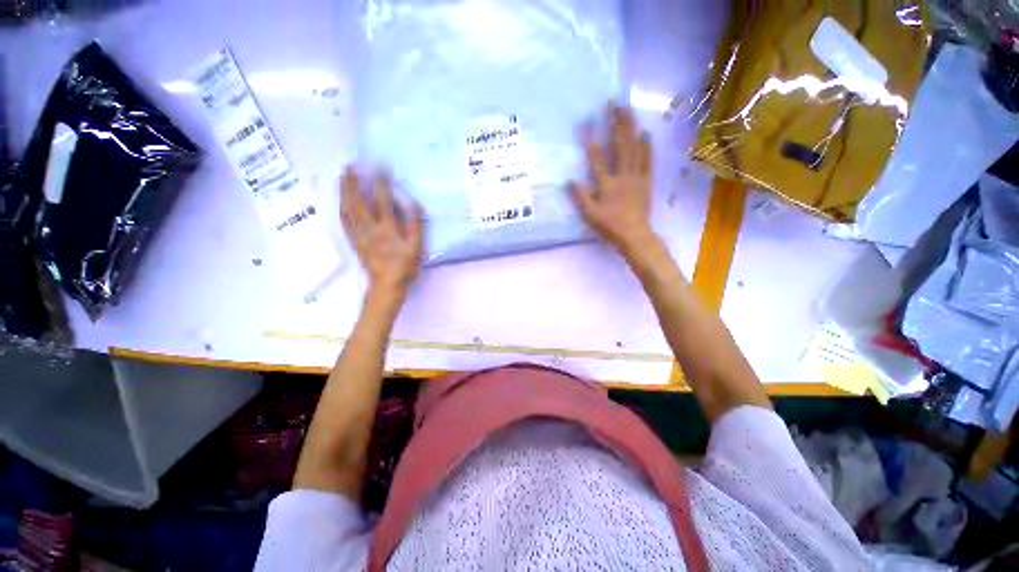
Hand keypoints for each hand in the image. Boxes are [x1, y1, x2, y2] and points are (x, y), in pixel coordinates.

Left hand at [341, 167, 423, 298]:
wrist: (386, 284)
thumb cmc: (404, 266)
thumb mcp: (416, 247)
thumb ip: (415, 226)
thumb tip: (413, 205)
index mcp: (387, 229)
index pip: (383, 202)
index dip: (381, 184)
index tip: (380, 169)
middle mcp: (370, 229)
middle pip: (359, 202)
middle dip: (353, 183)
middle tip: (350, 167)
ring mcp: (359, 235)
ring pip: (348, 210)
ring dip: (344, 193)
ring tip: (342, 178)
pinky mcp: (354, 242)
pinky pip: (345, 223)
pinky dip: (342, 209)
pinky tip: (341, 202)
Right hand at [569, 104, 657, 257]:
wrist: (634, 235)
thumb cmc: (610, 227)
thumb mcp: (590, 215)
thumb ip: (580, 197)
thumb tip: (569, 180)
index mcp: (607, 184)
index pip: (596, 158)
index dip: (590, 140)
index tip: (585, 122)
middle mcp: (623, 175)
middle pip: (620, 145)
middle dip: (616, 123)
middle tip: (613, 103)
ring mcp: (637, 177)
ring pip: (635, 148)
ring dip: (632, 128)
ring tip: (629, 111)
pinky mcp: (647, 181)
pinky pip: (648, 160)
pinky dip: (647, 146)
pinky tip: (646, 133)